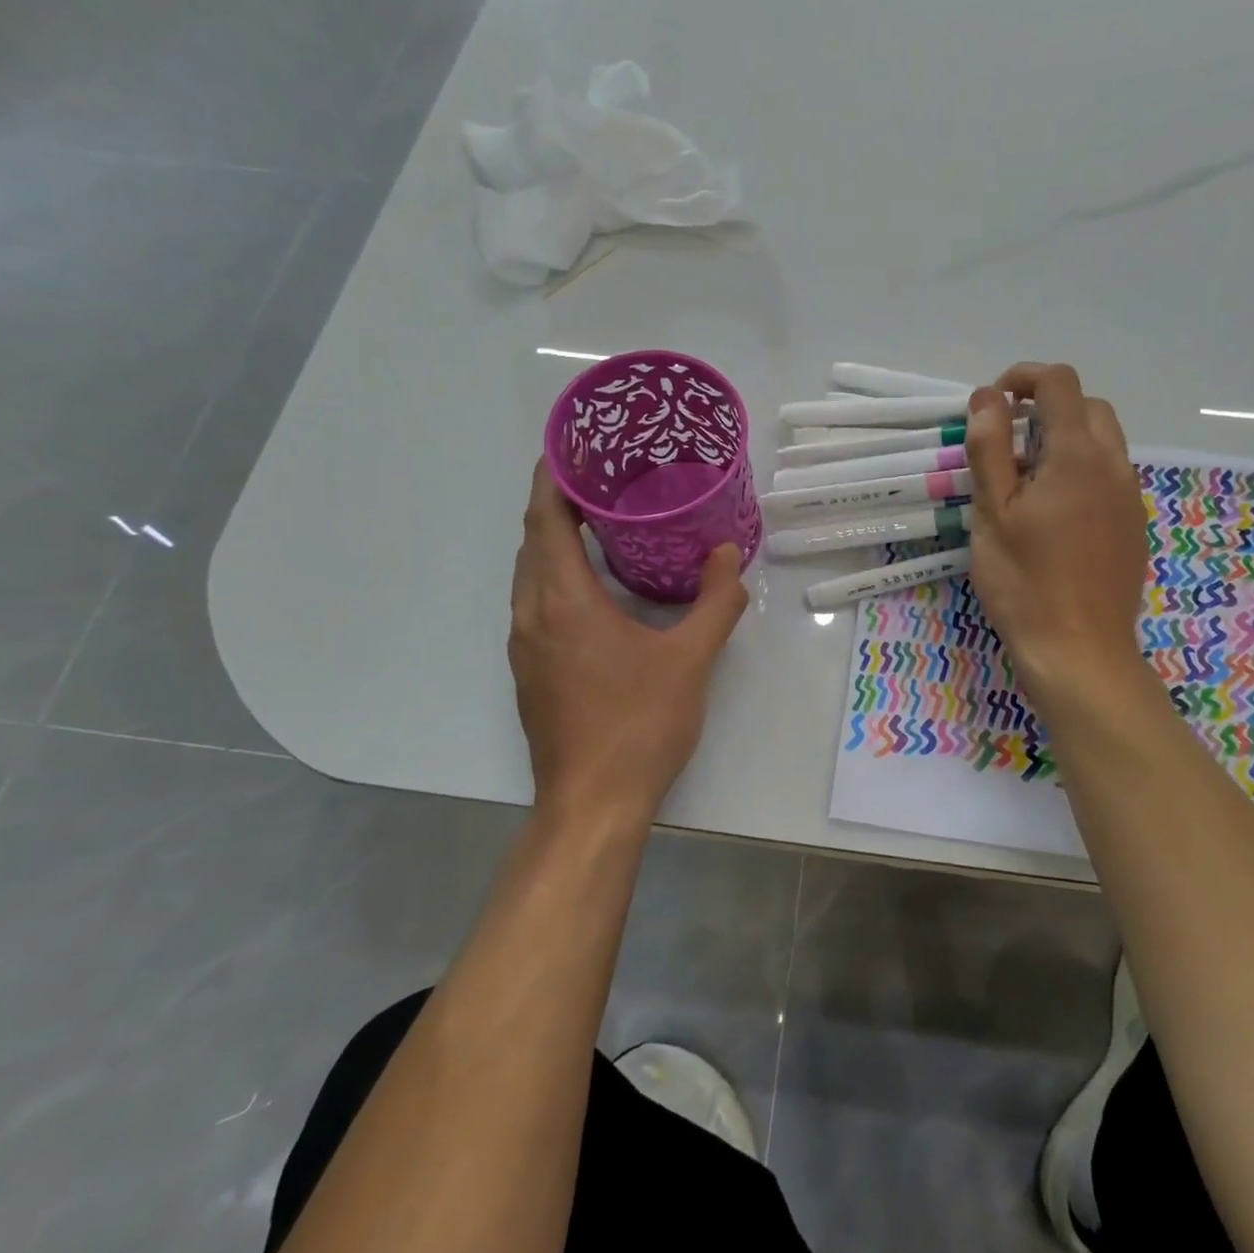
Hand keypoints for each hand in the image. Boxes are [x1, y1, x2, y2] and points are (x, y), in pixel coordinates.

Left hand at [508, 462, 748, 827]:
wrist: (592, 804)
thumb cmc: (639, 725)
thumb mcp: (690, 659)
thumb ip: (715, 602)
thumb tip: (728, 553)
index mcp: (564, 602)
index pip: (544, 521)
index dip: (552, 479)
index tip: (572, 448)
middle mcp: (532, 616)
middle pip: (532, 543)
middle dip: (556, 505)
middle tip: (599, 479)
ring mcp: (524, 647)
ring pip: (530, 576)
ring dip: (553, 543)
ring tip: (596, 523)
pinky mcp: (530, 672)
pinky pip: (535, 604)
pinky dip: (555, 577)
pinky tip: (592, 588)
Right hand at [965, 363, 1150, 706]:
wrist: (1079, 652)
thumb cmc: (1024, 582)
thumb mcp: (992, 513)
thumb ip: (988, 448)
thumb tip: (987, 397)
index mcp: (1077, 455)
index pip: (1059, 383)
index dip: (1023, 378)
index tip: (992, 404)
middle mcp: (1114, 466)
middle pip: (1088, 408)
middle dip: (1046, 409)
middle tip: (1006, 445)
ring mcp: (1130, 498)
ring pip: (1102, 443)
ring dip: (1064, 441)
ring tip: (1024, 483)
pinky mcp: (1133, 527)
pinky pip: (1109, 477)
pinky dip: (1080, 472)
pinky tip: (1052, 517)